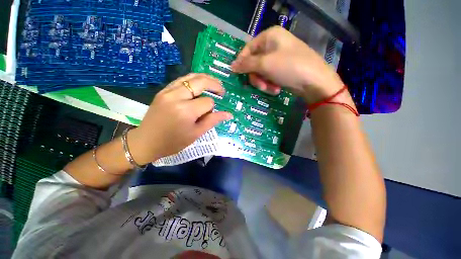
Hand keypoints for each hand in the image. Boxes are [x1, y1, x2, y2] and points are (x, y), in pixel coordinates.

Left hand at [128, 74, 232, 164]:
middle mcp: (176, 96)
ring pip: (191, 77)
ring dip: (205, 78)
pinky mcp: (163, 91)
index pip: (208, 102)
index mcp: (186, 111)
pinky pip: (181, 80)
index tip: (210, 114)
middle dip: (214, 84)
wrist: (146, 142)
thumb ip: (212, 121)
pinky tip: (199, 85)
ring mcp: (168, 91)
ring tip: (214, 83)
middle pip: (201, 81)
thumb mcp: (196, 133)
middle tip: (222, 90)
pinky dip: (193, 80)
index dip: (212, 108)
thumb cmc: (173, 142)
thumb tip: (228, 114)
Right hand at [232, 26, 343, 103]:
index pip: (247, 49)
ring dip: (263, 83)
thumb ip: (246, 65)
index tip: (238, 75)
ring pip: (260, 73)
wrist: (314, 81)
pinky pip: (268, 77)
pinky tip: (276, 89)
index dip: (242, 62)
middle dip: (256, 77)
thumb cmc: (289, 67)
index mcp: (269, 36)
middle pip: (253, 63)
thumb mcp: (265, 64)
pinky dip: (270, 85)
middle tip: (261, 85)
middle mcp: (273, 46)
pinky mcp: (280, 70)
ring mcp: (277, 59)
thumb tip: (231, 66)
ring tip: (272, 88)